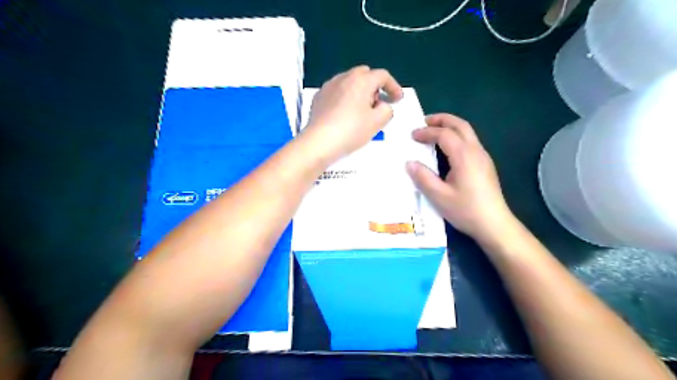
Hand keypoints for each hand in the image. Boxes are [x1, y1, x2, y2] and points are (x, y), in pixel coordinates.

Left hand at [300, 65, 400, 163]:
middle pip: (364, 75)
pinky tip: (345, 114)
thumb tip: (382, 106)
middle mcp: (344, 78)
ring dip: (359, 91)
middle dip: (375, 86)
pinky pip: (337, 92)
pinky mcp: (318, 97)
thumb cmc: (351, 130)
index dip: (393, 87)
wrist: (319, 142)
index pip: (382, 76)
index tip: (397, 99)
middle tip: (378, 104)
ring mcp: (328, 86)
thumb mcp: (377, 122)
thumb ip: (387, 110)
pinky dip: (345, 97)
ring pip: (349, 82)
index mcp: (361, 80)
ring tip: (362, 110)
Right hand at [403, 112, 516, 242]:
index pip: (444, 134)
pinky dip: (456, 136)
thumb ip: (423, 177)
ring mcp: (483, 157)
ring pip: (467, 132)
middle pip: (460, 125)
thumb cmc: (466, 210)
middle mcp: (476, 151)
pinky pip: (470, 141)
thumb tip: (410, 163)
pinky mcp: (485, 164)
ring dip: (450, 126)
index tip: (412, 135)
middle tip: (424, 122)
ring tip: (433, 131)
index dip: (427, 132)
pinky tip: (447, 148)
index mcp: (464, 156)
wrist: (494, 224)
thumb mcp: (439, 196)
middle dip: (441, 119)